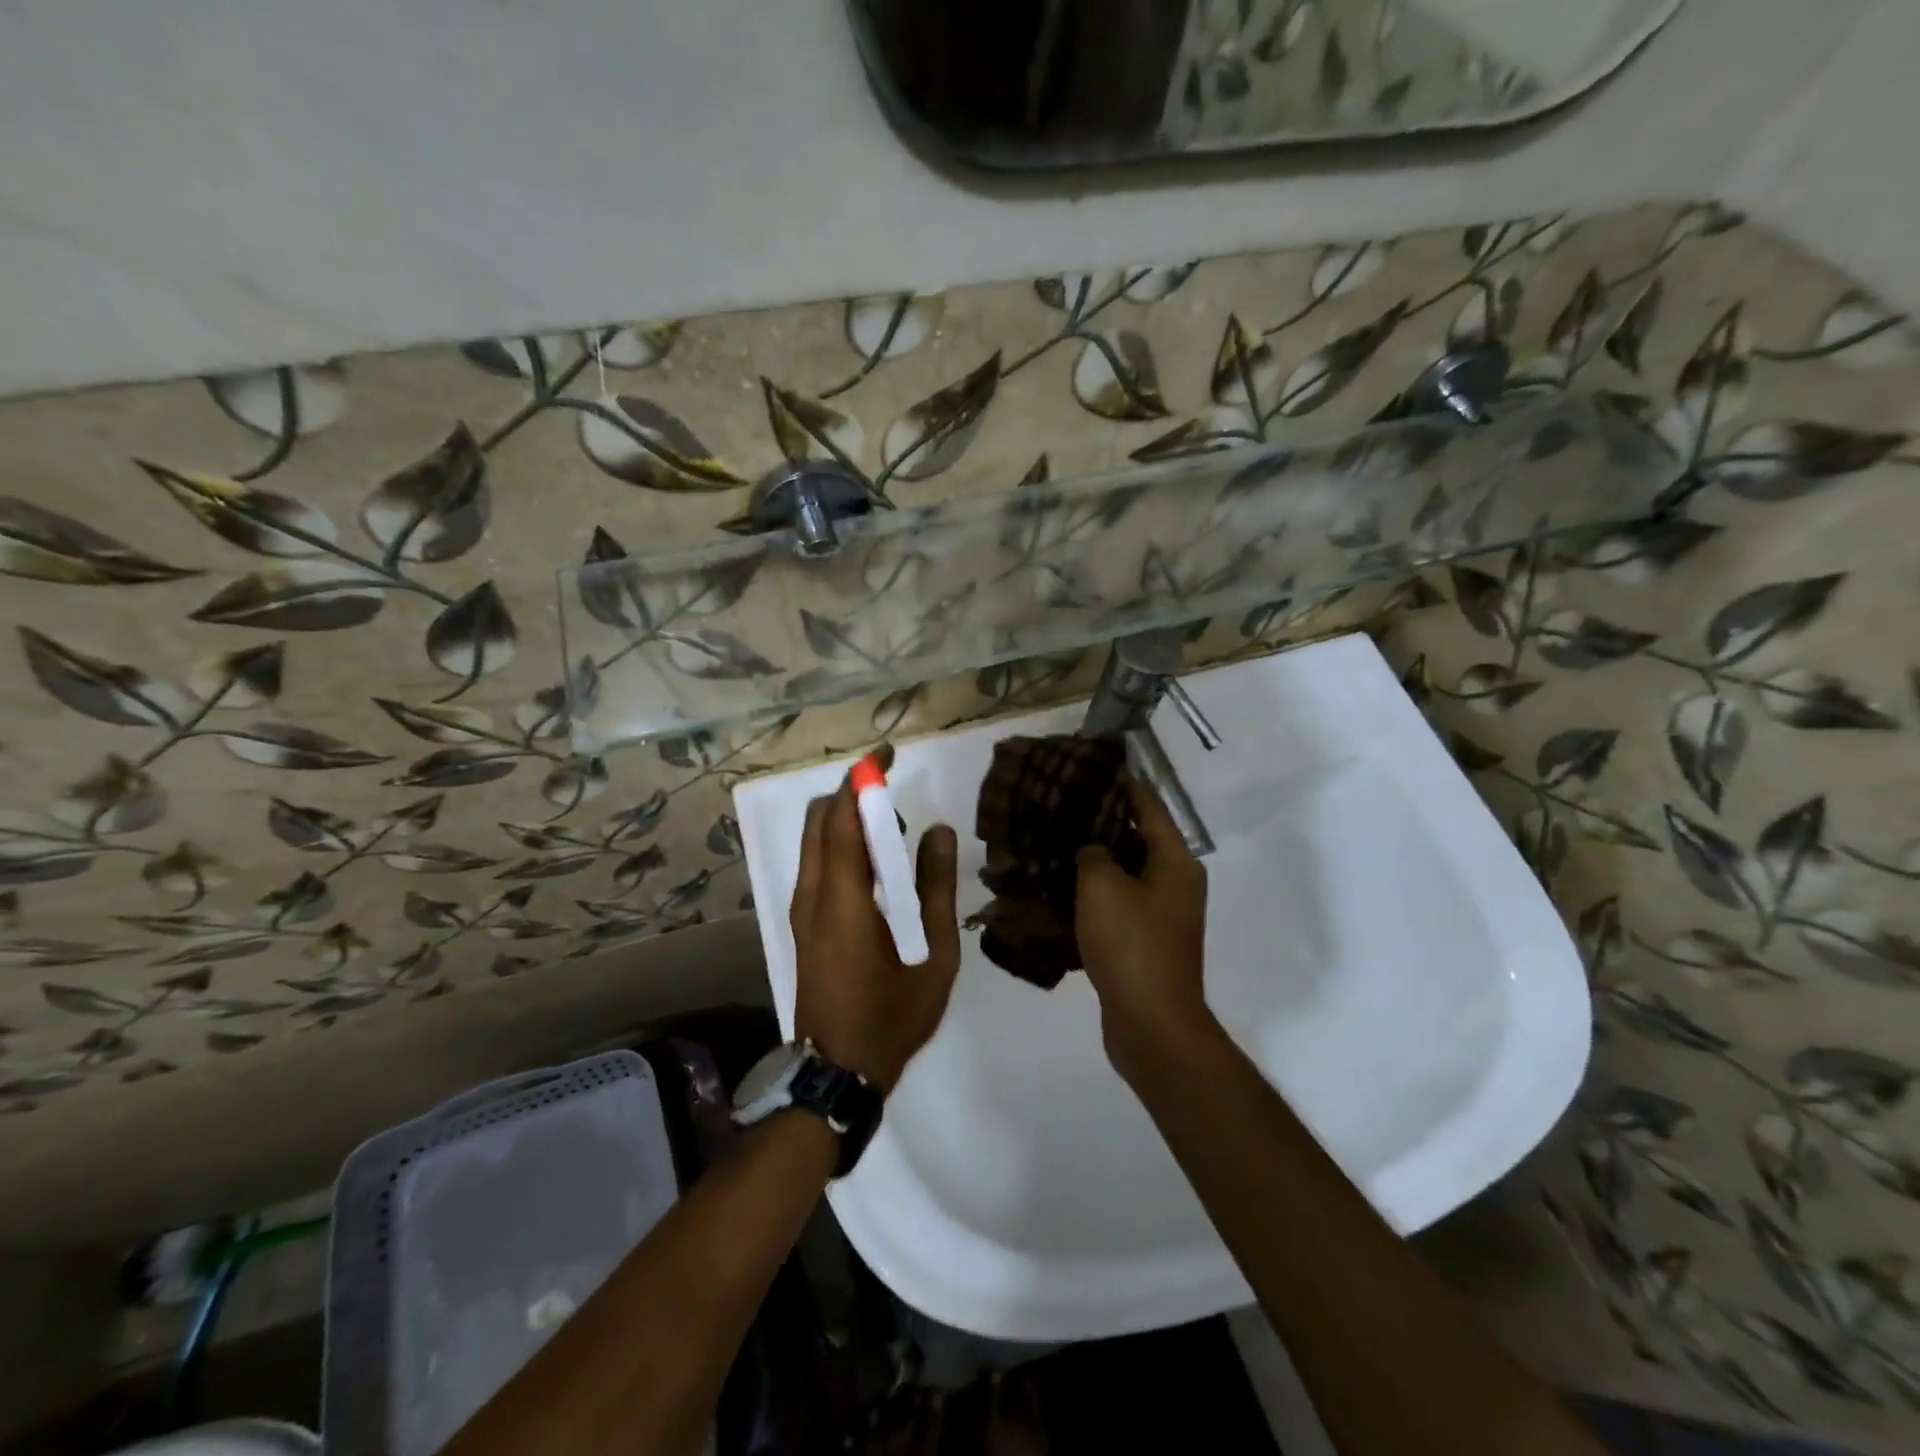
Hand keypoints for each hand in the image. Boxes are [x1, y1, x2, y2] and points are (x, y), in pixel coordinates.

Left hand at [790, 774, 961, 1093]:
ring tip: (892, 839)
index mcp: (843, 899)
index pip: (841, 817)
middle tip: (897, 804)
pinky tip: (877, 868)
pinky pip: (817, 863)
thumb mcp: (934, 957)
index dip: (861, 778)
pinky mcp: (803, 922)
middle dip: (853, 795)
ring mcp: (802, 909)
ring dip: (846, 822)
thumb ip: (938, 890)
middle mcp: (813, 894)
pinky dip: (841, 845)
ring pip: (814, 841)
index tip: (888, 754)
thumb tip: (938, 833)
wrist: (835, 1072)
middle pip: (820, 819)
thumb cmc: (891, 1018)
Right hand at [1075, 779, 1211, 1081]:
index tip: (1090, 766)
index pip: (1149, 806)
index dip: (1121, 783)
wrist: (1151, 1023)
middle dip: (1101, 821)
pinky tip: (1059, 886)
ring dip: (1094, 859)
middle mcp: (1175, 882)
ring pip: (1124, 872)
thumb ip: (1093, 853)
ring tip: (1054, 840)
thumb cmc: (1131, 944)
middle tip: (1061, 804)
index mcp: (1175, 861)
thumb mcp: (1103, 886)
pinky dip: (1093, 893)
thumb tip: (1092, 848)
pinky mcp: (1144, 941)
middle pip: (1137, 838)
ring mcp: (1162, 914)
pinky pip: (1117, 903)